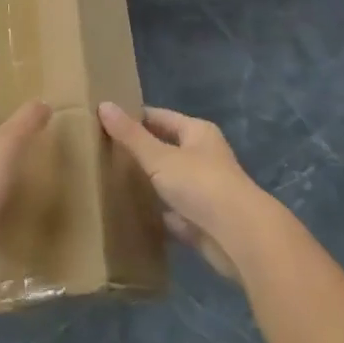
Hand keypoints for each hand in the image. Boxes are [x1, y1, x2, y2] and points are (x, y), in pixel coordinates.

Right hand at [99, 104, 269, 281]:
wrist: (240, 237)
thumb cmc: (201, 185)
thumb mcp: (159, 157)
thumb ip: (130, 136)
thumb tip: (103, 104)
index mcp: (197, 133)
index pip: (160, 117)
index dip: (134, 118)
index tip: (106, 122)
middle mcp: (204, 157)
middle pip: (166, 149)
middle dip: (140, 151)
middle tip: (104, 153)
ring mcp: (205, 190)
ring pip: (170, 181)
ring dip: (150, 184)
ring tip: (114, 182)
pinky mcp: (204, 221)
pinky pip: (175, 212)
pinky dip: (159, 213)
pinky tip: (136, 216)